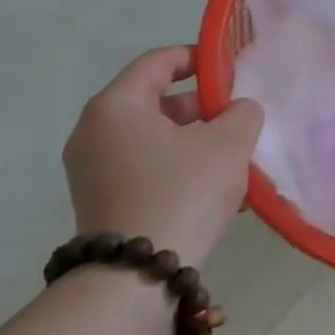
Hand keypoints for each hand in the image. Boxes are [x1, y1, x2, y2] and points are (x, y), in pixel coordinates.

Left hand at [63, 47, 262, 267]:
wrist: (136, 277)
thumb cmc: (182, 192)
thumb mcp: (228, 143)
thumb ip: (242, 113)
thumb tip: (237, 111)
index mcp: (116, 105)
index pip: (159, 61)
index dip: (199, 58)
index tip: (232, 69)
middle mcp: (94, 131)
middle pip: (155, 100)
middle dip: (201, 105)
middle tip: (238, 117)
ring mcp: (92, 168)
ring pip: (153, 137)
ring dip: (193, 139)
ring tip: (234, 157)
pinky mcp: (100, 200)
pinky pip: (145, 166)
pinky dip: (177, 165)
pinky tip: (214, 187)